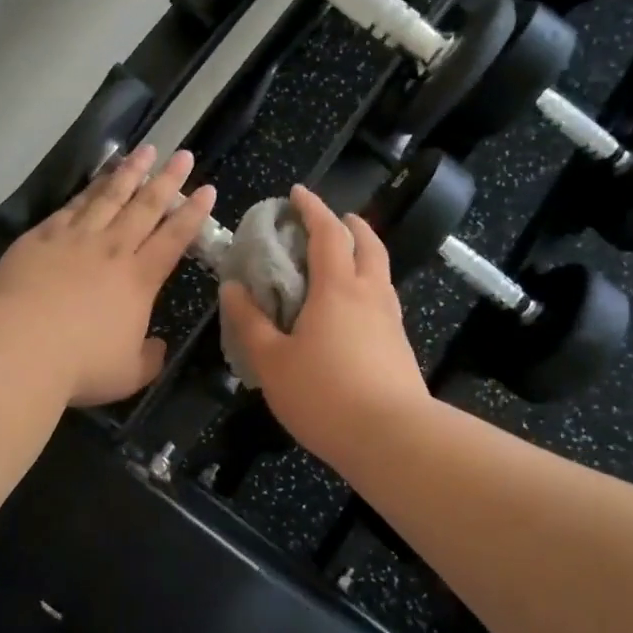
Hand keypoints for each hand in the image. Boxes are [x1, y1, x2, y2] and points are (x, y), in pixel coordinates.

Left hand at [0, 146, 214, 406]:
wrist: (21, 347)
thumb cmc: (81, 365)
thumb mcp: (128, 374)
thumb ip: (148, 358)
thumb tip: (157, 346)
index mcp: (139, 279)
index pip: (174, 238)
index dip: (193, 213)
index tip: (206, 189)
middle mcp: (112, 250)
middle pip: (145, 207)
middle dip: (167, 179)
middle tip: (182, 154)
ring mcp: (75, 239)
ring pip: (109, 196)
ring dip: (130, 172)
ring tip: (144, 151)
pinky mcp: (41, 238)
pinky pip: (71, 207)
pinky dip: (88, 190)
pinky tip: (96, 180)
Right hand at [218, 186, 428, 455]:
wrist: (393, 439)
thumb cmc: (324, 394)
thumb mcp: (271, 362)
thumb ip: (249, 323)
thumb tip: (232, 288)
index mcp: (337, 287)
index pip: (327, 232)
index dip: (312, 207)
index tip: (297, 193)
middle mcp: (370, 293)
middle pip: (368, 244)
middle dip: (350, 224)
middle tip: (331, 220)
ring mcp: (391, 320)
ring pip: (381, 271)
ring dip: (363, 253)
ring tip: (340, 262)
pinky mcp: (400, 346)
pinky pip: (383, 299)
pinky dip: (367, 286)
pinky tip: (351, 311)